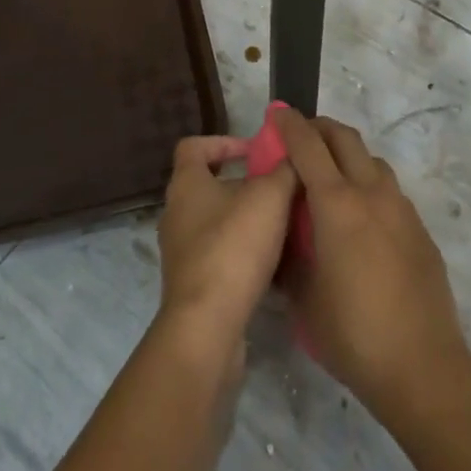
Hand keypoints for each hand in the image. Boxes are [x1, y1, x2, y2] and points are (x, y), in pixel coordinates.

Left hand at [156, 135, 298, 355]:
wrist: (207, 328)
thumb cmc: (233, 247)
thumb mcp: (270, 196)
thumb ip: (284, 170)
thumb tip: (293, 154)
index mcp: (186, 184)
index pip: (194, 147)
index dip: (224, 142)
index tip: (255, 151)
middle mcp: (176, 213)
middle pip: (209, 185)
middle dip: (245, 184)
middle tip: (279, 189)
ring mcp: (181, 252)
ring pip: (217, 223)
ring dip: (247, 221)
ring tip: (283, 226)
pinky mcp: (192, 285)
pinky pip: (220, 256)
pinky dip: (243, 254)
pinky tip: (274, 263)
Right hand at [272, 110, 470, 421]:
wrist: (424, 367)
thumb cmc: (353, 334)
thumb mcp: (304, 299)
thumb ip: (292, 258)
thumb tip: (286, 240)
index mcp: (336, 204)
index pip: (308, 146)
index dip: (289, 125)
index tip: (276, 114)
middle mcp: (371, 193)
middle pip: (345, 138)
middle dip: (320, 128)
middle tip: (301, 135)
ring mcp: (401, 209)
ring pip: (371, 160)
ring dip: (347, 155)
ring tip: (330, 176)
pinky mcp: (420, 229)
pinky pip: (389, 190)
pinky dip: (368, 184)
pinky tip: (361, 218)